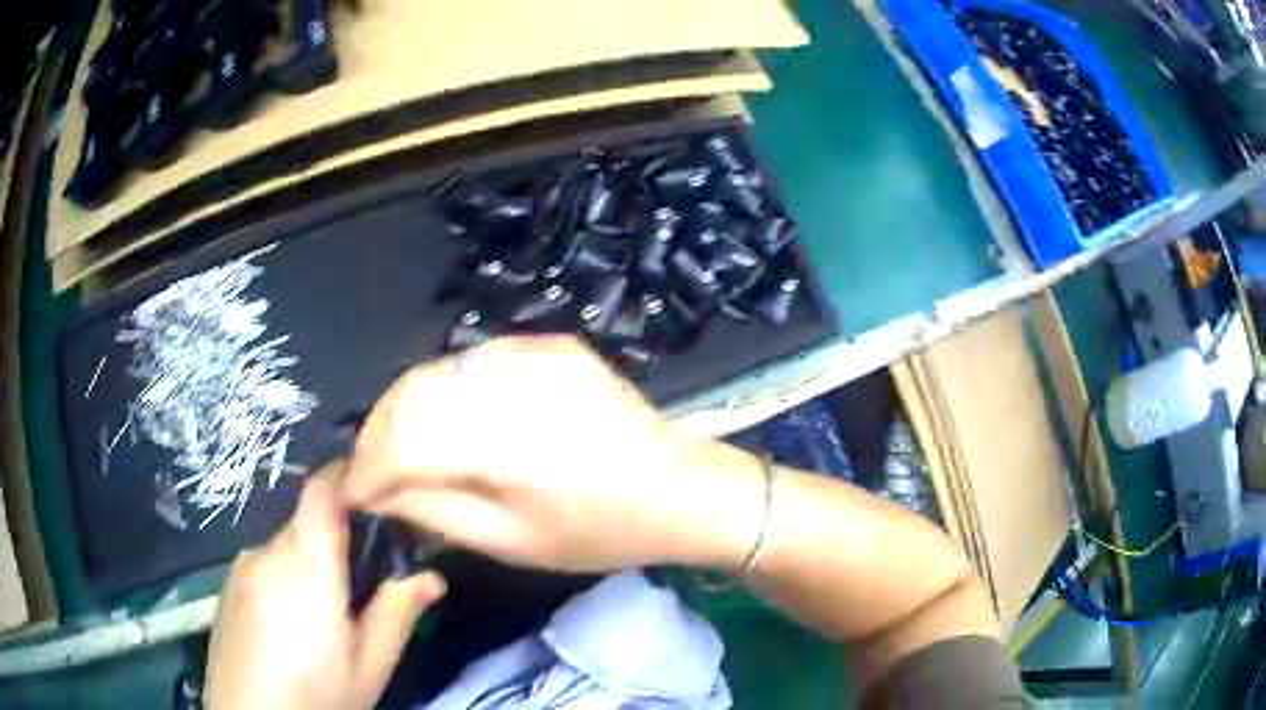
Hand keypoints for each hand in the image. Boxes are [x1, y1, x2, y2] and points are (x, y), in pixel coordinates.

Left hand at [205, 471, 445, 709]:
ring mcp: (240, 569)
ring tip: (323, 621)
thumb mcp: (369, 664)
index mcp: (306, 561)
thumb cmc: (317, 694)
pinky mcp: (225, 590)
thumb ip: (397, 613)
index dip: (347, 476)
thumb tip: (433, 577)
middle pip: (306, 524)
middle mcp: (266, 551)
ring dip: (308, 568)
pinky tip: (288, 631)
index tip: (377, 493)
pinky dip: (282, 583)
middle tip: (361, 589)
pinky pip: (263, 569)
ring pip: (284, 549)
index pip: (322, 488)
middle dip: (337, 544)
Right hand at [342, 335, 764, 572]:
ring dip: (405, 409)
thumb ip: (435, 509)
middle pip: (411, 393)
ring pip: (437, 371)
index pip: (403, 442)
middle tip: (372, 470)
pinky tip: (448, 420)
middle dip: (378, 433)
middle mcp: (515, 384)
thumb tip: (380, 489)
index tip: (354, 493)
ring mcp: (536, 353)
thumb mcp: (512, 542)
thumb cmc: (601, 532)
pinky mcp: (551, 344)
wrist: (682, 487)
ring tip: (400, 448)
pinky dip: (446, 389)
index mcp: (509, 446)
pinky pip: (474, 360)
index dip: (367, 468)